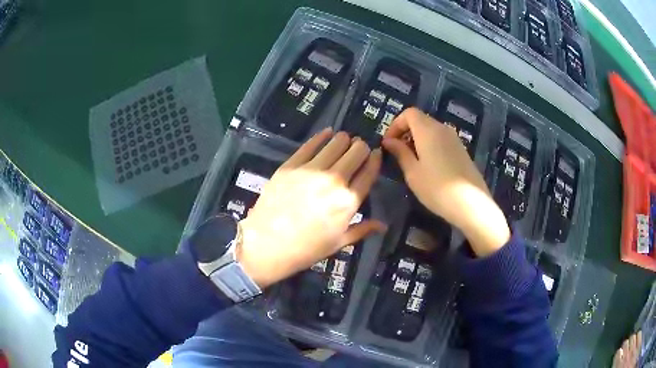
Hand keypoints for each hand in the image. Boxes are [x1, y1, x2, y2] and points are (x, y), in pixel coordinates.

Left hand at [237, 129, 385, 287]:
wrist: (267, 245)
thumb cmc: (306, 249)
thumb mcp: (339, 242)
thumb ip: (363, 229)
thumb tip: (383, 225)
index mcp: (349, 201)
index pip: (369, 171)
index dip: (375, 159)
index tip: (376, 154)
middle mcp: (334, 180)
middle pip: (357, 151)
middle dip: (361, 148)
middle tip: (357, 151)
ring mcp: (311, 170)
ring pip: (337, 142)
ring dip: (344, 140)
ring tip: (343, 142)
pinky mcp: (291, 164)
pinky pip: (311, 143)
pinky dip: (322, 136)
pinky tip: (327, 133)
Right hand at [382, 108, 509, 256]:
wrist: (471, 204)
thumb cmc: (436, 188)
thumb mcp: (412, 172)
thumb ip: (400, 153)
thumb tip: (389, 141)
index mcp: (428, 130)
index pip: (409, 113)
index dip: (396, 124)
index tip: (388, 143)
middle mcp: (442, 128)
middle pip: (420, 120)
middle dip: (405, 132)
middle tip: (397, 153)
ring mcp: (454, 139)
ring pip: (431, 130)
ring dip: (417, 139)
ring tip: (412, 161)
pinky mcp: (461, 149)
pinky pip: (441, 139)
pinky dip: (430, 145)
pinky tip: (429, 166)